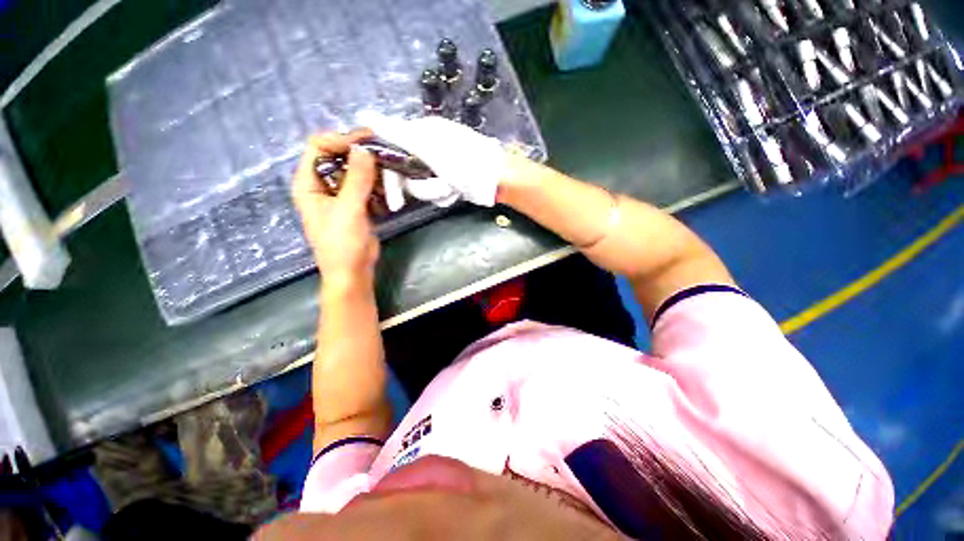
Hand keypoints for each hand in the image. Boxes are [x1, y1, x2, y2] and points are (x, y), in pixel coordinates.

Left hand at [292, 130, 379, 290]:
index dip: (341, 140)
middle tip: (385, 154)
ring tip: (390, 174)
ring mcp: (340, 195)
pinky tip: (388, 191)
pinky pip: (366, 186)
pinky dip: (378, 185)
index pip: (319, 147)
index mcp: (308, 183)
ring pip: (355, 171)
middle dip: (361, 154)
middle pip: (339, 156)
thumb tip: (364, 149)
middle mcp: (322, 185)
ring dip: (373, 170)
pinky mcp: (356, 204)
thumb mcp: (348, 209)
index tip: (368, 141)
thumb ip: (357, 179)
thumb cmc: (342, 243)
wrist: (353, 271)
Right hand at [360, 114, 506, 206]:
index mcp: (420, 134)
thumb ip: (396, 133)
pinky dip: (446, 196)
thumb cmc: (464, 162)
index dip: (391, 179)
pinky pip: (437, 195)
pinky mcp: (449, 182)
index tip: (393, 200)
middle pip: (408, 177)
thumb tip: (363, 115)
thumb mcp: (428, 146)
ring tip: (454, 187)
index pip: (392, 156)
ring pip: (423, 188)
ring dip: (437, 192)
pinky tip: (458, 192)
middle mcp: (427, 149)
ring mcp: (439, 167)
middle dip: (424, 188)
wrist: (496, 180)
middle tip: (436, 191)